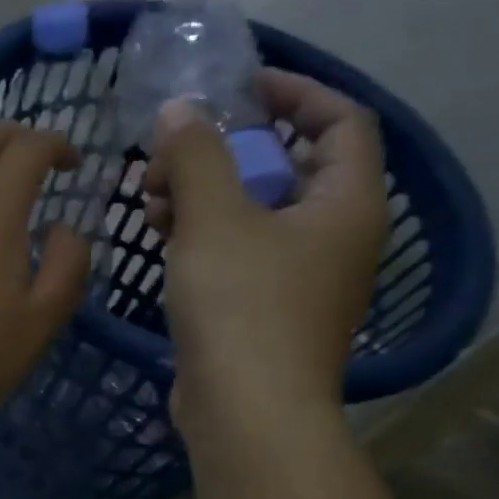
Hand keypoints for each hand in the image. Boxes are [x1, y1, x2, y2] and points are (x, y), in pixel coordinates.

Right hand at [144, 69, 387, 443]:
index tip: (236, 88)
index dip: (293, 92)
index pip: (339, 120)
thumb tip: (180, 108)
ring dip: (205, 193)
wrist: (247, 410)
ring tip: (151, 197)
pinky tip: (159, 234)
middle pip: (288, 166)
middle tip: (172, 152)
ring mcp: (301, 276)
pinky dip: (203, 234)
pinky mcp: (265, 309)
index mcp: (347, 202)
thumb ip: (195, 155)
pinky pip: (239, 251)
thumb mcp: (213, 218)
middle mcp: (335, 235)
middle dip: (226, 150)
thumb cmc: (242, 305)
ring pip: (255, 212)